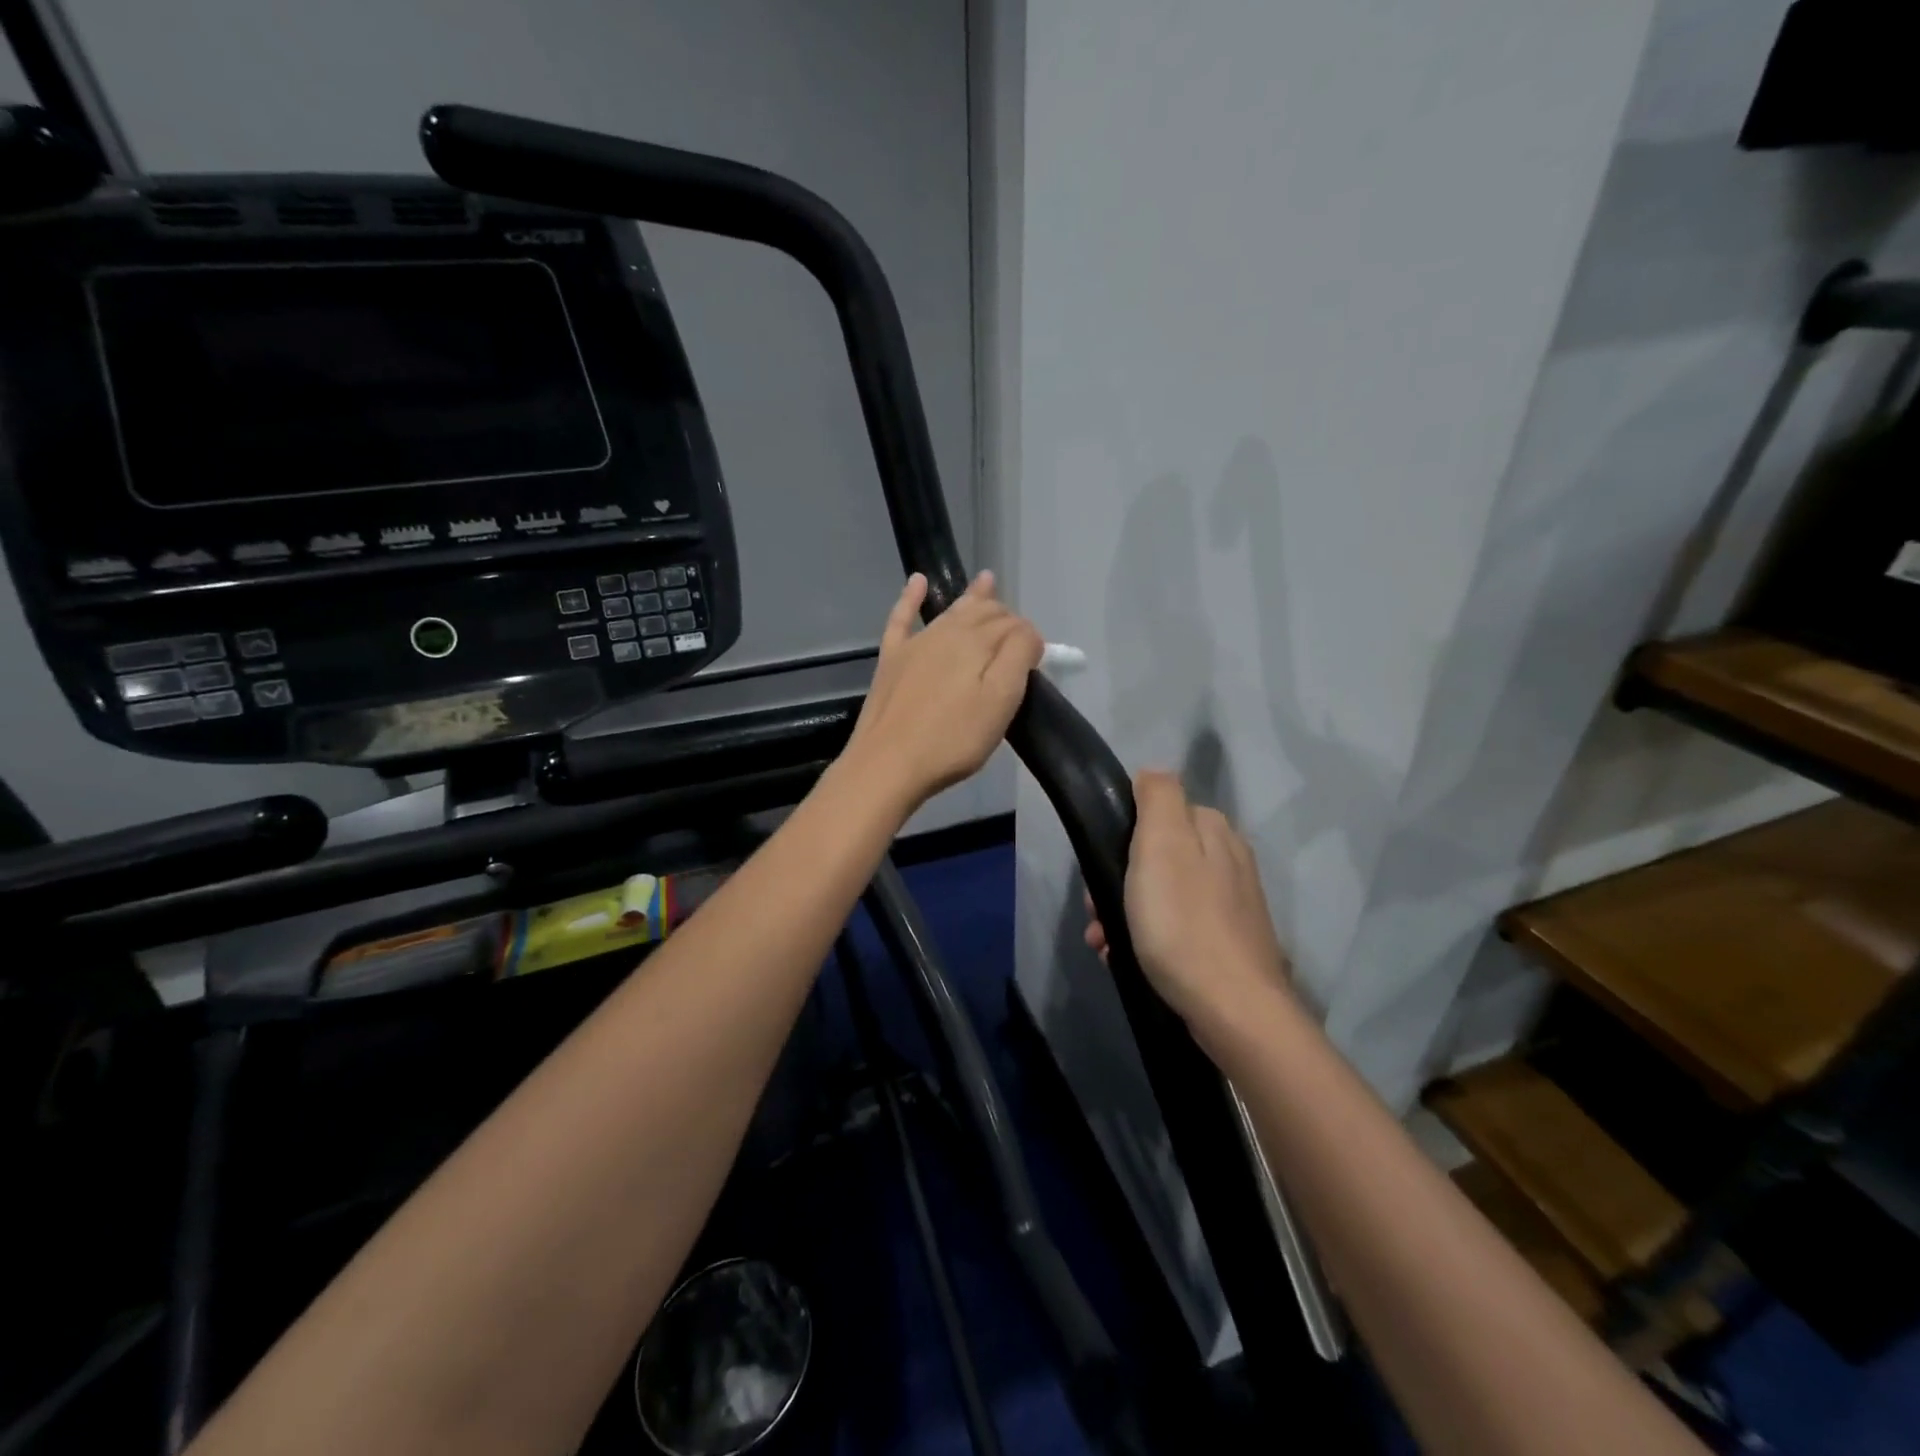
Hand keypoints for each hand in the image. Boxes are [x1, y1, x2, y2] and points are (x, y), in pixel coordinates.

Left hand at [843, 570, 1041, 810]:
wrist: (889, 763)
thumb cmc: (953, 738)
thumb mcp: (1000, 700)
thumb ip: (1019, 656)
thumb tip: (1027, 632)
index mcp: (977, 641)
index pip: (1014, 626)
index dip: (1029, 638)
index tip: (1037, 661)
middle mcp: (947, 632)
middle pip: (984, 613)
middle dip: (1004, 617)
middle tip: (1018, 636)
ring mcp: (915, 643)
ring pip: (951, 611)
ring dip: (972, 597)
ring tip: (986, 580)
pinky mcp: (891, 659)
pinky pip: (902, 618)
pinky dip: (910, 597)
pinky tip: (917, 581)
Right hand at [1084, 770, 1292, 1029]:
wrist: (1231, 1008)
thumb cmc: (1183, 922)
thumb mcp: (1162, 844)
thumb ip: (1158, 797)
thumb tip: (1152, 773)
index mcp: (1212, 830)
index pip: (1156, 812)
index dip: (1120, 837)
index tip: (1099, 870)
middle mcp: (1228, 859)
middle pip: (1156, 856)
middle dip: (1118, 881)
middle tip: (1097, 913)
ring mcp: (1232, 903)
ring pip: (1162, 893)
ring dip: (1125, 913)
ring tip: (1104, 944)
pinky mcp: (1229, 942)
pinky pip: (1176, 926)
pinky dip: (1148, 938)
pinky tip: (1128, 959)